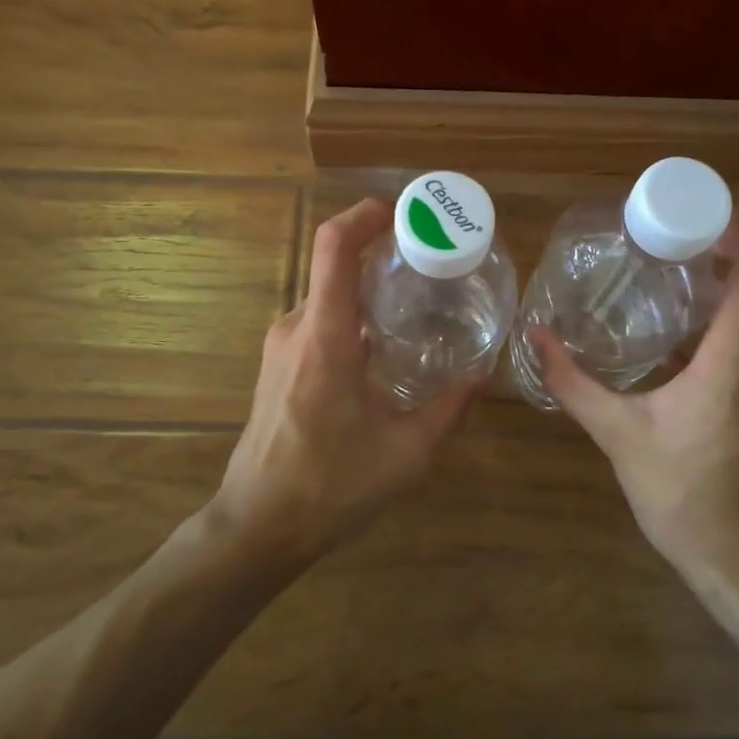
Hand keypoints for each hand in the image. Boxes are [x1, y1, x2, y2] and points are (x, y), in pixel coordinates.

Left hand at [214, 198, 474, 560]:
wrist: (257, 525)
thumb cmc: (330, 487)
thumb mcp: (405, 453)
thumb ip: (448, 409)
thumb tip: (480, 376)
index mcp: (325, 336)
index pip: (333, 247)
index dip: (365, 215)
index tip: (403, 213)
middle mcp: (297, 327)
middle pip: (335, 265)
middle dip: (380, 253)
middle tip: (430, 262)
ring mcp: (280, 344)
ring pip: (328, 294)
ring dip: (366, 288)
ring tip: (415, 301)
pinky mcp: (277, 363)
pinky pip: (318, 319)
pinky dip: (351, 314)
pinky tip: (383, 344)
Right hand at [531, 218, 738, 575]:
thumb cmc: (684, 496)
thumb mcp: (619, 435)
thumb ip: (575, 383)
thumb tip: (536, 339)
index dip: (737, 224)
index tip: (692, 211)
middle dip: (729, 242)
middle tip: (672, 233)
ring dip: (733, 276)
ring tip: (675, 270)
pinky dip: (735, 312)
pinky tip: (686, 328)